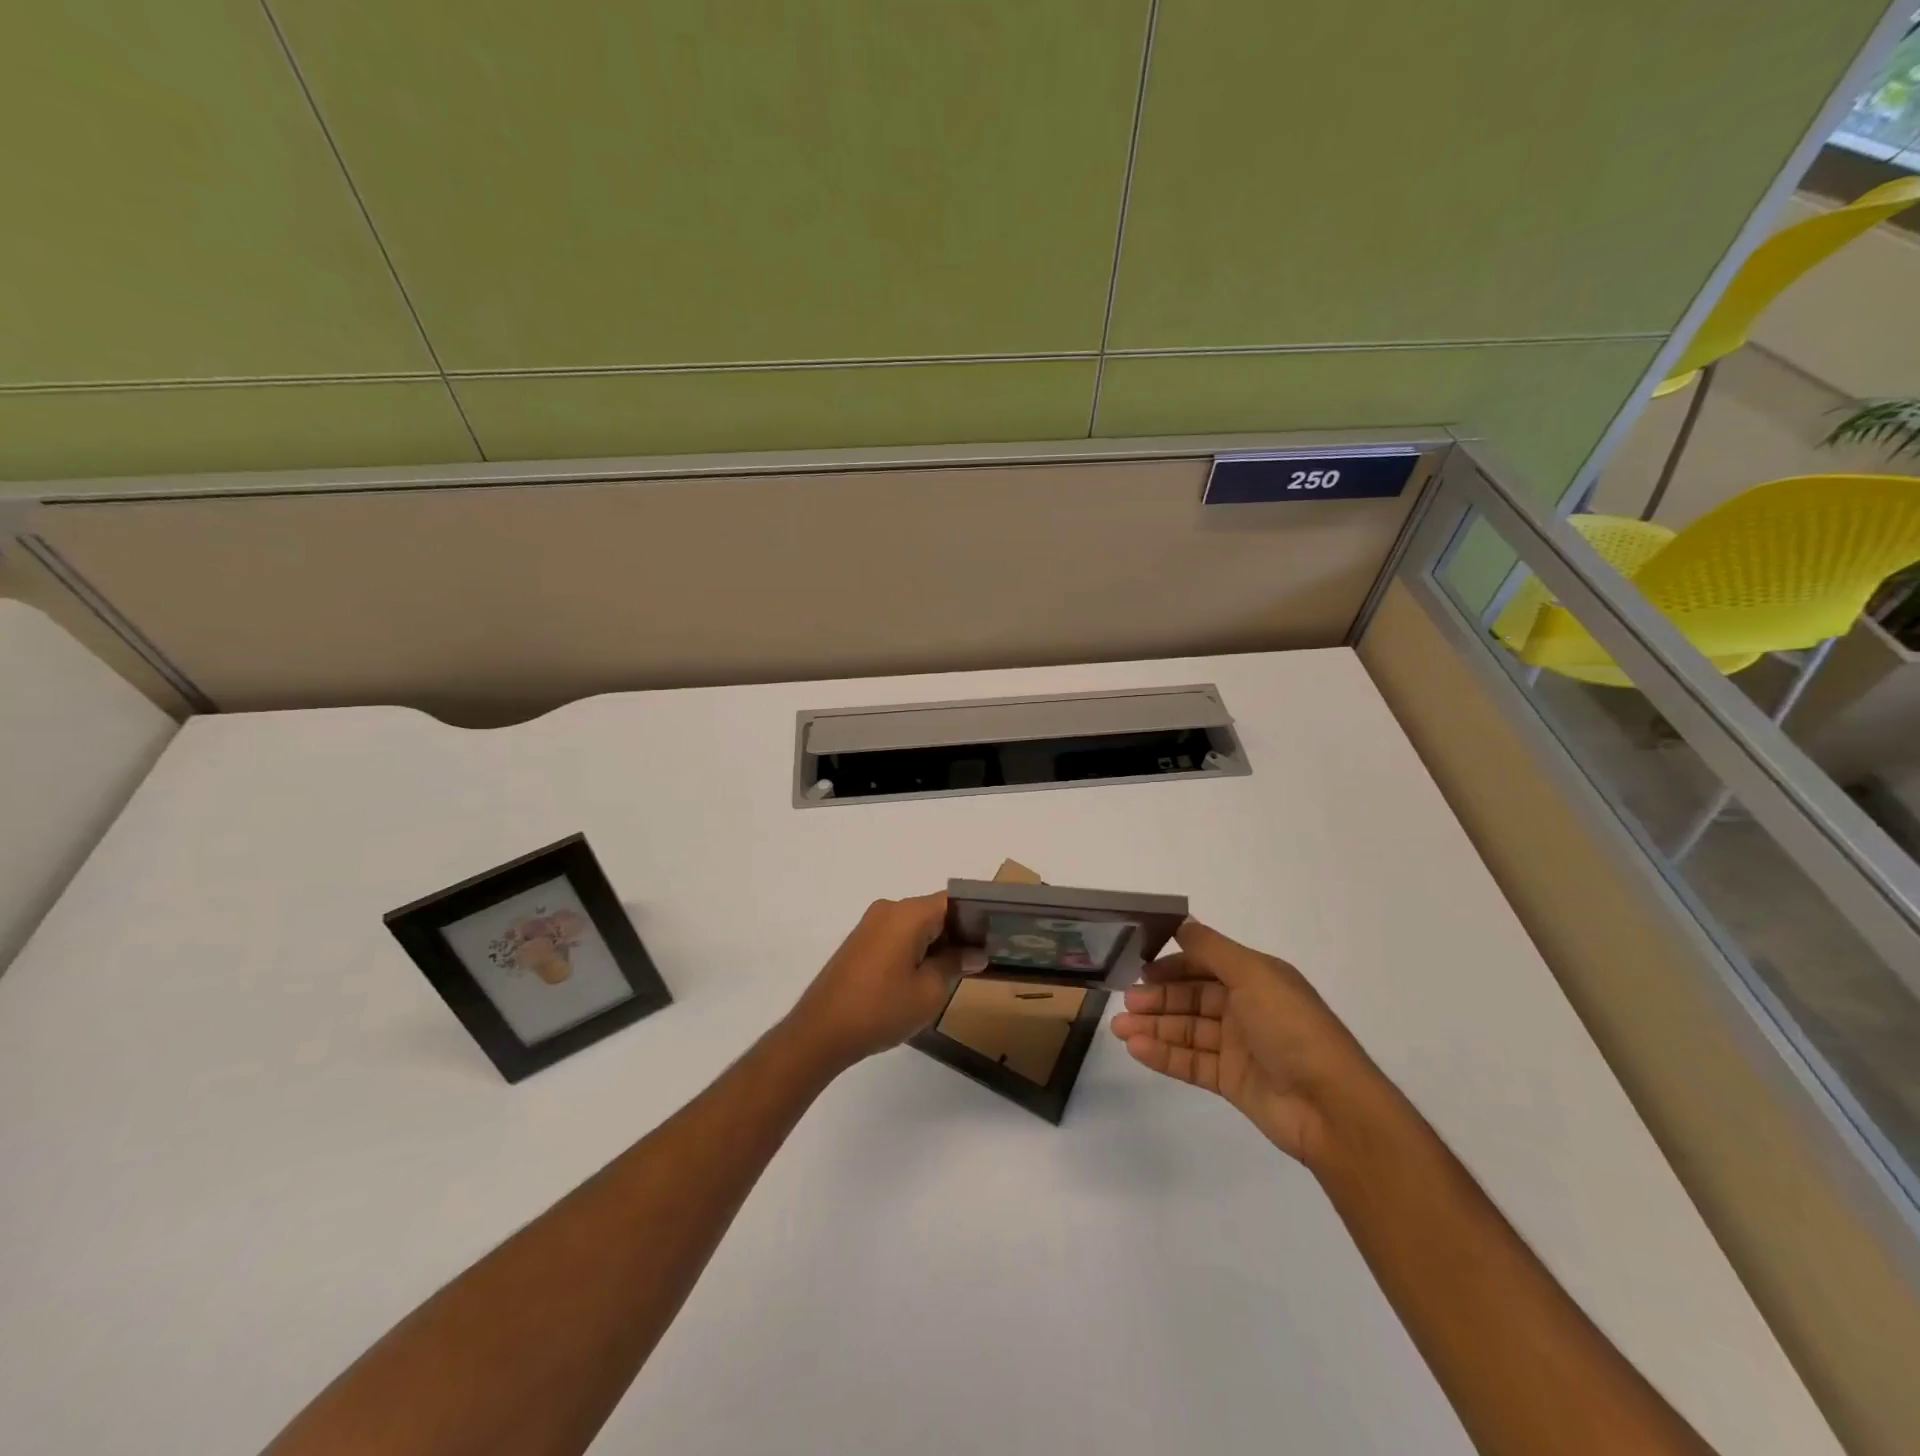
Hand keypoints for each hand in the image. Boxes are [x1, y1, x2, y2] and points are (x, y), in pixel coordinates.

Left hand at [787, 893, 980, 1070]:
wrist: (821, 1032)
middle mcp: (888, 910)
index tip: (996, 936)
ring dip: (937, 943)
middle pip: (934, 911)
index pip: (953, 901)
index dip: (977, 917)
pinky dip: (917, 949)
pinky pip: (898, 936)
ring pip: (916, 925)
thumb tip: (976, 953)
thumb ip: (956, 964)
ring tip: (959, 970)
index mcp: (907, 914)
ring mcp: (871, 925)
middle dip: (959, 933)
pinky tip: (927, 976)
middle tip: (984, 958)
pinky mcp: (860, 943)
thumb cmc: (881, 1009)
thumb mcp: (929, 991)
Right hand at [1109, 920, 1385, 1165]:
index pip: (1205, 963)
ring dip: (1153, 1027)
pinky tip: (1137, 1049)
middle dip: (1158, 998)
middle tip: (1126, 1002)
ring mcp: (1238, 1046)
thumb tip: (1181, 923)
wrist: (1331, 1106)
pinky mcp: (1231, 1081)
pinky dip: (1163, 1055)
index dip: (1174, 964)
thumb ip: (1212, 949)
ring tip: (1119, 1030)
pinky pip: (1190, 1062)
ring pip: (1186, 1030)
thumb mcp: (1254, 975)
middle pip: (1192, 998)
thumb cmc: (1292, 1028)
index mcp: (1256, 978)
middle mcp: (1246, 1008)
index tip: (1141, 968)